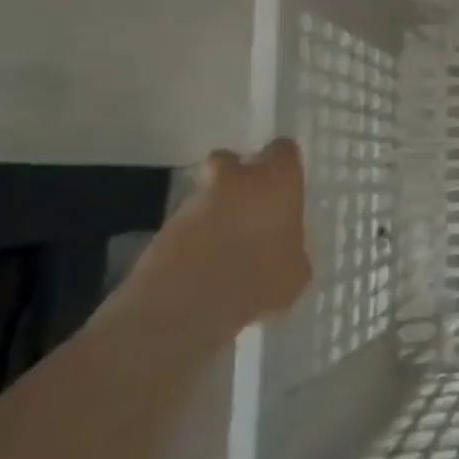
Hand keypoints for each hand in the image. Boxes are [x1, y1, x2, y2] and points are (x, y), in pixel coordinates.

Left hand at [129, 139, 311, 339]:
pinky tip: (206, 269)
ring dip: (215, 213)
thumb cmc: (259, 279)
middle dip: (235, 176)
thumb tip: (283, 251)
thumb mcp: (296, 271)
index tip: (287, 183)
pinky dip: (195, 241)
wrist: (184, 308)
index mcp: (277, 181)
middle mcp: (236, 181)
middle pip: (230, 160)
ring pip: (206, 196)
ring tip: (227, 250)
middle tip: (248, 205)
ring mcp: (194, 204)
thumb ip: (291, 248)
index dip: (284, 163)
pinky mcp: (163, 231)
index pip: (283, 150)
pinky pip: (187, 227)